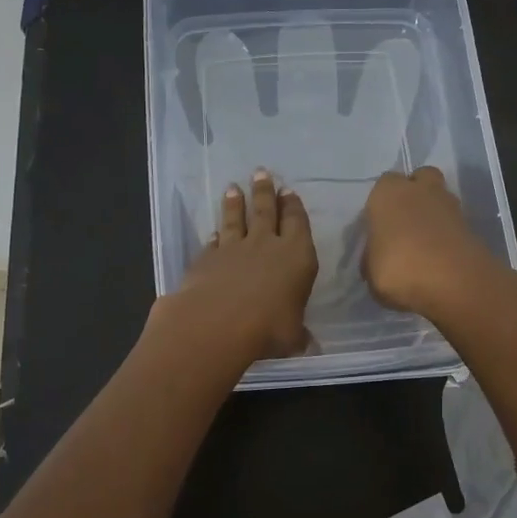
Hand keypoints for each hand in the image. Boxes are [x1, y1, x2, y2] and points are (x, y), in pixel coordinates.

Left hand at [164, 169, 318, 360]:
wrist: (216, 323)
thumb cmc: (268, 328)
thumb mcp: (293, 337)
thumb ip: (299, 336)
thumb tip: (310, 345)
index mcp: (297, 257)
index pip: (298, 223)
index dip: (294, 206)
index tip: (289, 191)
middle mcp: (267, 245)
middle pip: (266, 211)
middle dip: (265, 191)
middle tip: (261, 172)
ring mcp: (234, 248)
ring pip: (236, 219)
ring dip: (236, 203)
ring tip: (233, 187)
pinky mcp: (207, 258)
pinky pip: (213, 242)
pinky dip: (215, 235)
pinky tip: (213, 231)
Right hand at [362, 167, 507, 322]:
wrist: (454, 283)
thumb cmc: (399, 269)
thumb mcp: (370, 271)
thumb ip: (373, 257)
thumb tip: (378, 256)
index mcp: (388, 193)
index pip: (384, 185)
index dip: (382, 203)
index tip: (380, 225)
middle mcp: (420, 190)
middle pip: (419, 179)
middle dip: (414, 194)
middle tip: (405, 224)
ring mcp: (450, 205)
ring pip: (440, 199)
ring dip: (433, 214)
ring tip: (424, 245)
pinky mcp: (472, 226)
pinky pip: (454, 223)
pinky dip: (448, 234)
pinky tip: (440, 257)